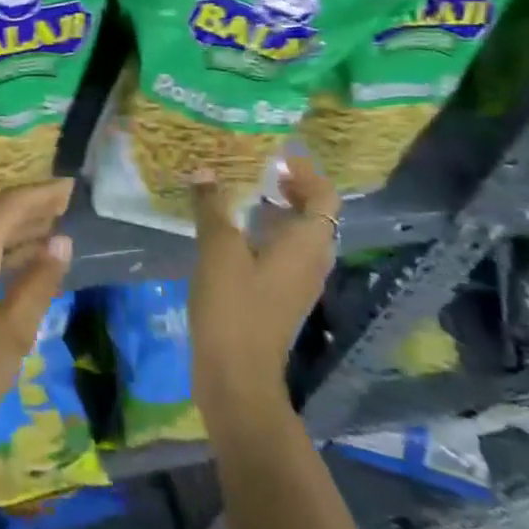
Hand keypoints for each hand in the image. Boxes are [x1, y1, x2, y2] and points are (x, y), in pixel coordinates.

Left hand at [0, 180, 74, 453]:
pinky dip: (1, 244)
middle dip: (30, 205)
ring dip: (17, 224)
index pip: (7, 207)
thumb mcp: (10, 337)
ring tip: (55, 224)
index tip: (70, 187)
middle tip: (67, 202)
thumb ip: (37, 285)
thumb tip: (62, 240)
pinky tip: (25, 254)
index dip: (40, 194)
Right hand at [188, 155, 339, 419]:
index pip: (324, 195)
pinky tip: (230, 233)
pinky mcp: (279, 297)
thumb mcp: (218, 248)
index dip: (305, 171)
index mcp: (307, 244)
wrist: (237, 374)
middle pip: (314, 214)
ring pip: (297, 235)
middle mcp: (312, 260)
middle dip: (289, 188)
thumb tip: (204, 170)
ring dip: (276, 211)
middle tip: (254, 168)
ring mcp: (297, 282)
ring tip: (239, 193)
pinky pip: (282, 254)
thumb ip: (212, 206)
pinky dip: (264, 235)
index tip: (274, 154)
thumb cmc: (234, 305)